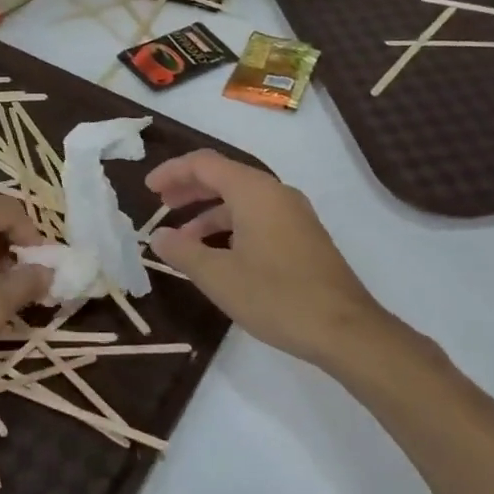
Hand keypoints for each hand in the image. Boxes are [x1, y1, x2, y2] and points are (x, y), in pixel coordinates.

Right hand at [146, 150, 415, 377]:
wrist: (345, 330)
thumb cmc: (276, 297)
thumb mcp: (218, 276)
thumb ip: (182, 251)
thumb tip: (158, 236)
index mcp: (254, 192)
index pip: (204, 164)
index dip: (172, 172)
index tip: (148, 189)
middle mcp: (276, 193)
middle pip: (224, 177)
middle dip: (189, 189)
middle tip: (161, 205)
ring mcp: (294, 214)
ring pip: (242, 200)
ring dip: (208, 213)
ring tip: (183, 240)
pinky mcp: (303, 236)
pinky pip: (258, 217)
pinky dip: (231, 226)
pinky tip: (218, 254)